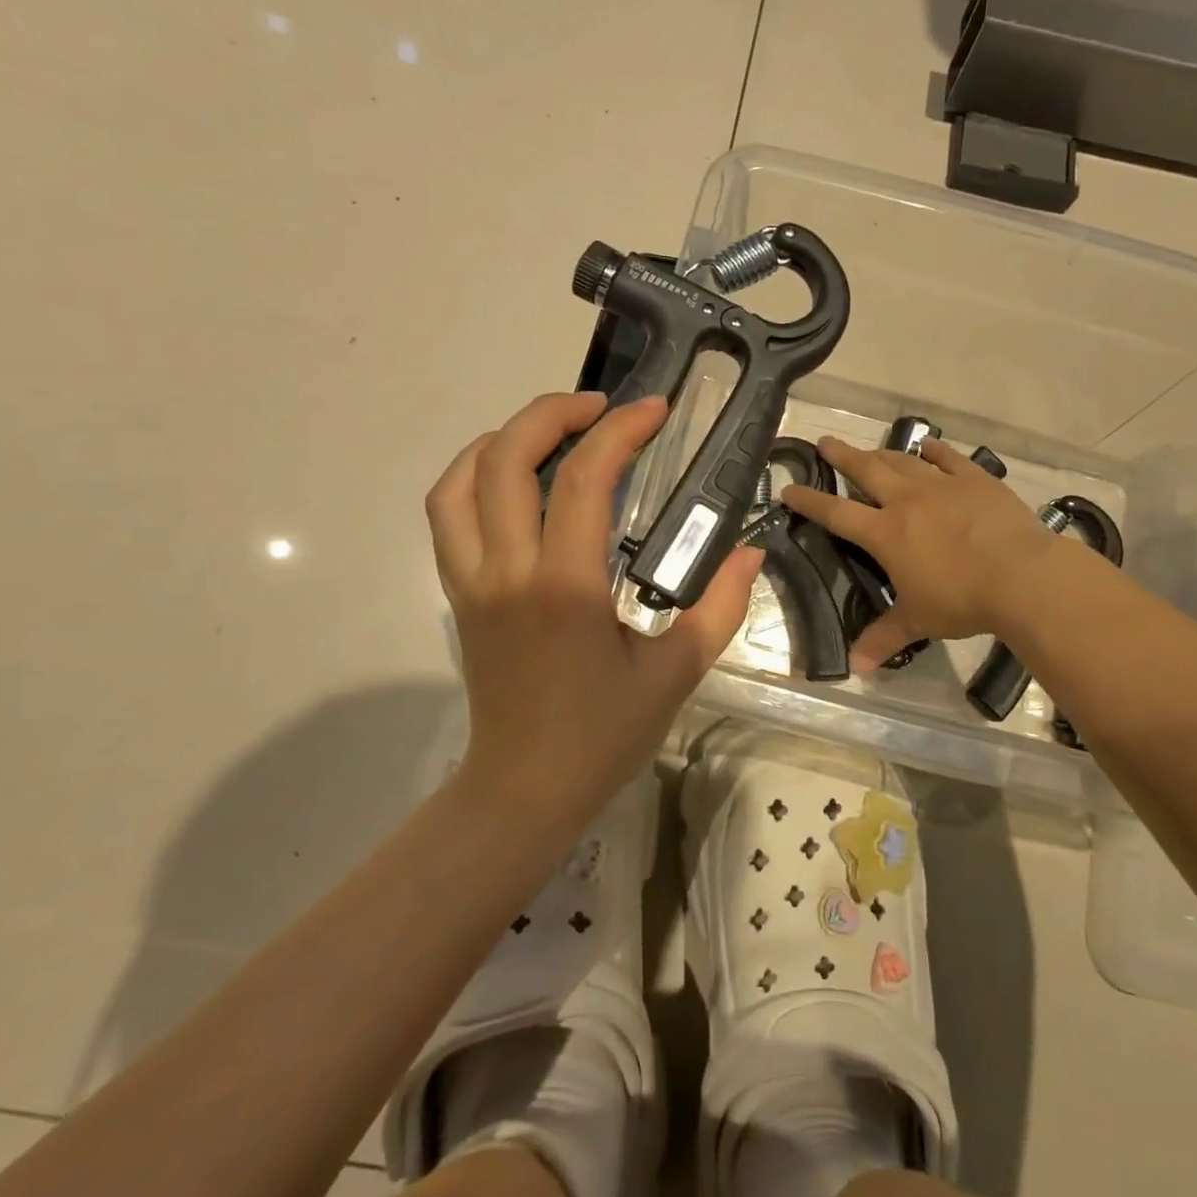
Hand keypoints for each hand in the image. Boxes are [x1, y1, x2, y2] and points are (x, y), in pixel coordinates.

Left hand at [426, 392, 762, 824]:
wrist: (525, 789)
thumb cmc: (603, 735)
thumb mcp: (676, 673)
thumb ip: (721, 607)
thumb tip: (750, 553)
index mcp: (566, 587)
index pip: (585, 479)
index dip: (621, 430)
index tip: (654, 409)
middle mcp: (508, 571)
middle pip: (505, 458)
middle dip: (552, 412)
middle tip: (601, 407)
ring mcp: (472, 581)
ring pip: (459, 481)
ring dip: (502, 438)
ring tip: (550, 430)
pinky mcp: (458, 594)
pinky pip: (446, 516)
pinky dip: (471, 477)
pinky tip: (510, 478)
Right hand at [783, 437, 1062, 671]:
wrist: (1022, 576)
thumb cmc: (963, 599)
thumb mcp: (919, 621)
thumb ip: (884, 638)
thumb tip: (855, 669)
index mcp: (886, 533)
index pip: (837, 513)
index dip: (809, 502)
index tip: (789, 489)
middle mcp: (908, 501)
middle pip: (866, 470)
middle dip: (842, 456)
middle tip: (825, 442)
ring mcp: (943, 486)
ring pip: (903, 461)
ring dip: (882, 452)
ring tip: (869, 448)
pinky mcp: (976, 480)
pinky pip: (949, 459)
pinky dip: (934, 452)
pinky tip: (927, 447)